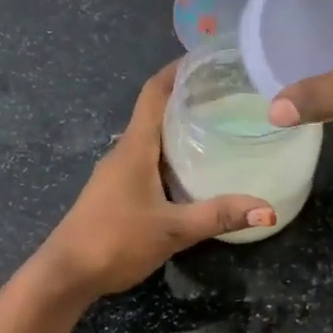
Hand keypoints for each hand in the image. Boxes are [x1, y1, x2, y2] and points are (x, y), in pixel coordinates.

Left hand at [34, 63, 275, 299]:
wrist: (65, 274)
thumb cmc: (114, 240)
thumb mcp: (172, 230)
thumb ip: (218, 216)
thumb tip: (266, 208)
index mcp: (134, 148)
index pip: (154, 93)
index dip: (177, 70)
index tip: (206, 58)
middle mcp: (124, 152)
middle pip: (155, 112)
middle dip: (187, 98)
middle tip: (228, 94)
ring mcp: (117, 173)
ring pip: (152, 139)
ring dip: (179, 128)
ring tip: (218, 126)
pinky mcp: (116, 192)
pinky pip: (148, 161)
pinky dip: (171, 155)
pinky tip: (193, 170)